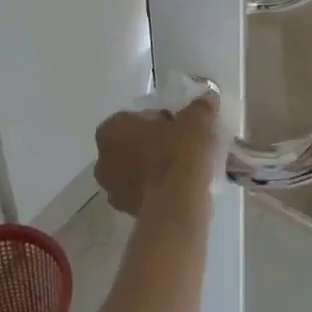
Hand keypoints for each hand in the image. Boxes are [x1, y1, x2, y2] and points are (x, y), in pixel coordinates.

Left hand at [93, 95, 221, 215]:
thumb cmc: (179, 152)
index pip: (135, 117)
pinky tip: (181, 187)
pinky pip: (144, 192)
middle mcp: (103, 160)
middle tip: (181, 145)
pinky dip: (158, 188)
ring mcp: (113, 190)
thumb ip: (199, 107)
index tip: (179, 126)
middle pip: (132, 145)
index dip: (159, 120)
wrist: (178, 203)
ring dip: (155, 168)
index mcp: (112, 130)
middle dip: (154, 144)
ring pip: (137, 170)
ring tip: (185, 168)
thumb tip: (207, 99)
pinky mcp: (127, 212)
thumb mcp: (196, 120)